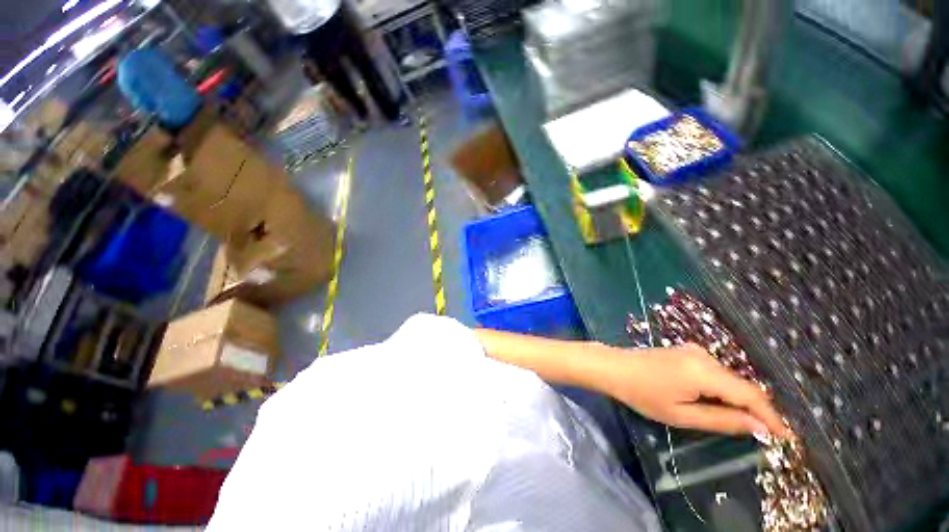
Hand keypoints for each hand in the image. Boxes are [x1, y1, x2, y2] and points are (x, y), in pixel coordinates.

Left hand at [600, 343, 788, 438]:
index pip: (751, 394)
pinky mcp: (686, 351)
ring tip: (742, 422)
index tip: (785, 437)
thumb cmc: (642, 394)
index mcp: (705, 371)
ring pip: (729, 378)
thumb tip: (759, 427)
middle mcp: (705, 356)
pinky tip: (717, 402)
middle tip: (766, 434)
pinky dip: (722, 389)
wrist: (614, 367)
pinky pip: (715, 372)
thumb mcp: (682, 415)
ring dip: (738, 399)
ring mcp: (694, 350)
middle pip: (741, 385)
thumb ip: (722, 420)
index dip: (771, 416)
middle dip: (755, 409)